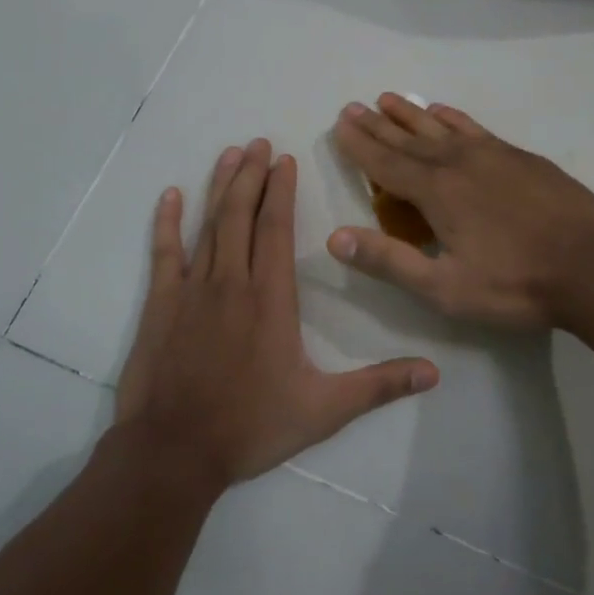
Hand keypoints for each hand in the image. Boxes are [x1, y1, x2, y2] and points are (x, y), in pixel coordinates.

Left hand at [115, 138, 439, 484]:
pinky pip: (164, 253)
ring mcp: (191, 291)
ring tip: (230, 154)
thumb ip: (378, 386)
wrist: (173, 452)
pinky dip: (167, 222)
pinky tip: (170, 195)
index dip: (281, 191)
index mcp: (270, 299)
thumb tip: (433, 372)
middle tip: (258, 142)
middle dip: (252, 175)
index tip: (285, 160)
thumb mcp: (324, 410)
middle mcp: (231, 282)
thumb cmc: (250, 427)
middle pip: (241, 215)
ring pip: (208, 225)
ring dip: (220, 187)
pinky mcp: (160, 305)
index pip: (276, 229)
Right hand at [328, 95, 593, 330]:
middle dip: (378, 125)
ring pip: (441, 128)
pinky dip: (454, 118)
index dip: (359, 145)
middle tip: (354, 106)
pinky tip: (444, 113)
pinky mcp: (521, 157)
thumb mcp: (445, 287)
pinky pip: (475, 129)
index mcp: (436, 192)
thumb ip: (389, 261)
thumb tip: (335, 238)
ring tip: (389, 99)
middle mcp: (459, 163)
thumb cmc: (515, 284)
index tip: (339, 125)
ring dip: (411, 115)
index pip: (385, 163)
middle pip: (408, 140)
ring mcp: (494, 155)